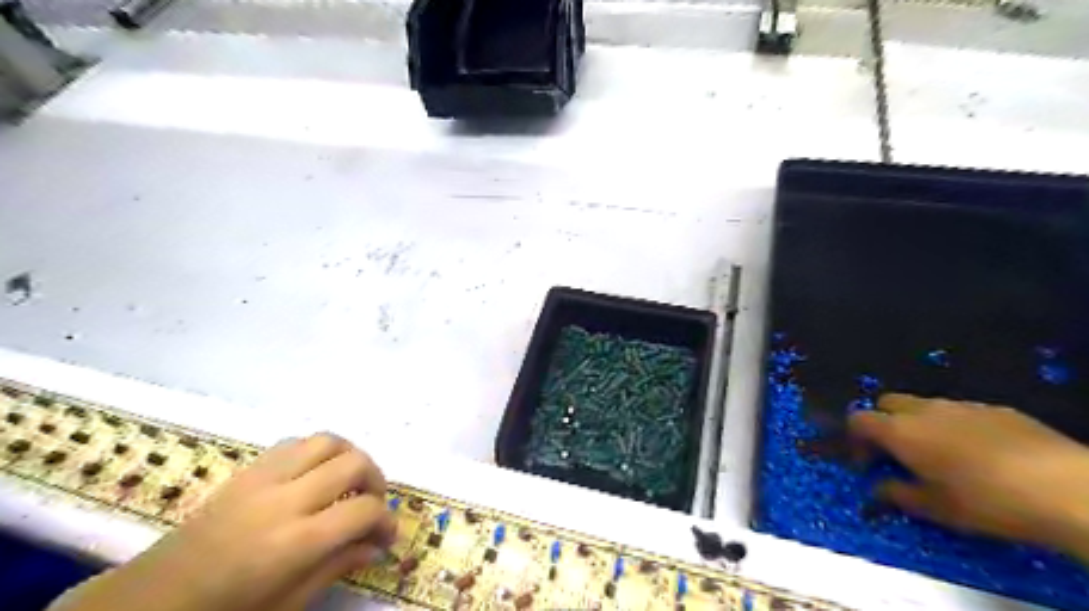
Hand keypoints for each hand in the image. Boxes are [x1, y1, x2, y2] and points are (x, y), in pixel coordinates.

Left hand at [53, 432, 395, 610]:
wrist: (153, 598)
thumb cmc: (226, 610)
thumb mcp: (288, 603)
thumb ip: (338, 567)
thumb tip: (377, 546)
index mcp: (294, 542)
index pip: (363, 511)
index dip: (386, 520)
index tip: (387, 534)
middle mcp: (284, 500)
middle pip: (353, 463)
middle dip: (376, 480)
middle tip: (373, 503)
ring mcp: (264, 478)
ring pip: (328, 440)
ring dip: (350, 456)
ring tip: (351, 480)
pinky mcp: (248, 469)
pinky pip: (297, 442)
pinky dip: (318, 452)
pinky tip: (316, 474)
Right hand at [851, 391, 1088, 557]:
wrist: (1065, 488)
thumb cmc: (985, 500)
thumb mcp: (934, 508)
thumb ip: (897, 494)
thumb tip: (878, 488)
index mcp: (900, 431)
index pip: (858, 419)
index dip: (854, 439)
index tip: (866, 464)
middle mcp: (924, 410)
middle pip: (886, 402)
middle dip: (883, 423)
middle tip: (896, 453)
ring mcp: (961, 405)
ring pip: (924, 405)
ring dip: (919, 424)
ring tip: (939, 455)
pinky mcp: (996, 409)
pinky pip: (961, 412)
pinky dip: (954, 426)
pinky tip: (979, 454)